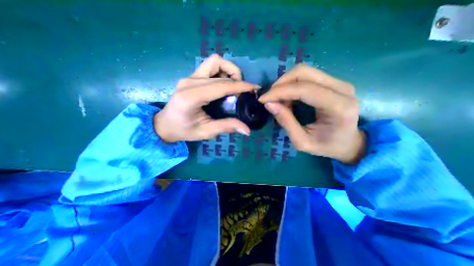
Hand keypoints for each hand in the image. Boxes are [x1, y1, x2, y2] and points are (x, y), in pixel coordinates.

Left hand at [153, 53, 258, 143]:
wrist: (165, 124)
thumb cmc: (184, 130)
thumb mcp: (206, 132)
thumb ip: (226, 127)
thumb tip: (247, 130)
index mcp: (191, 97)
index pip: (221, 85)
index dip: (241, 85)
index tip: (254, 88)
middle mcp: (190, 82)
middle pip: (219, 68)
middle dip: (237, 78)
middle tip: (243, 93)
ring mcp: (189, 77)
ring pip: (215, 61)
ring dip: (229, 70)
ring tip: (234, 86)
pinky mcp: (191, 76)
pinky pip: (210, 66)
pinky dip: (222, 71)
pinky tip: (224, 85)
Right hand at [259, 64, 365, 163]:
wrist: (349, 143)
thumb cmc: (326, 146)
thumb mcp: (302, 142)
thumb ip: (286, 122)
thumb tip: (269, 104)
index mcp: (338, 107)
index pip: (304, 89)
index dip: (280, 91)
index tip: (263, 100)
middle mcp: (342, 88)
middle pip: (304, 72)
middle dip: (281, 83)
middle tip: (270, 98)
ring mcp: (339, 82)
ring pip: (304, 71)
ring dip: (285, 83)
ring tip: (278, 100)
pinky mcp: (333, 82)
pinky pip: (307, 76)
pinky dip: (292, 84)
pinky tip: (288, 98)